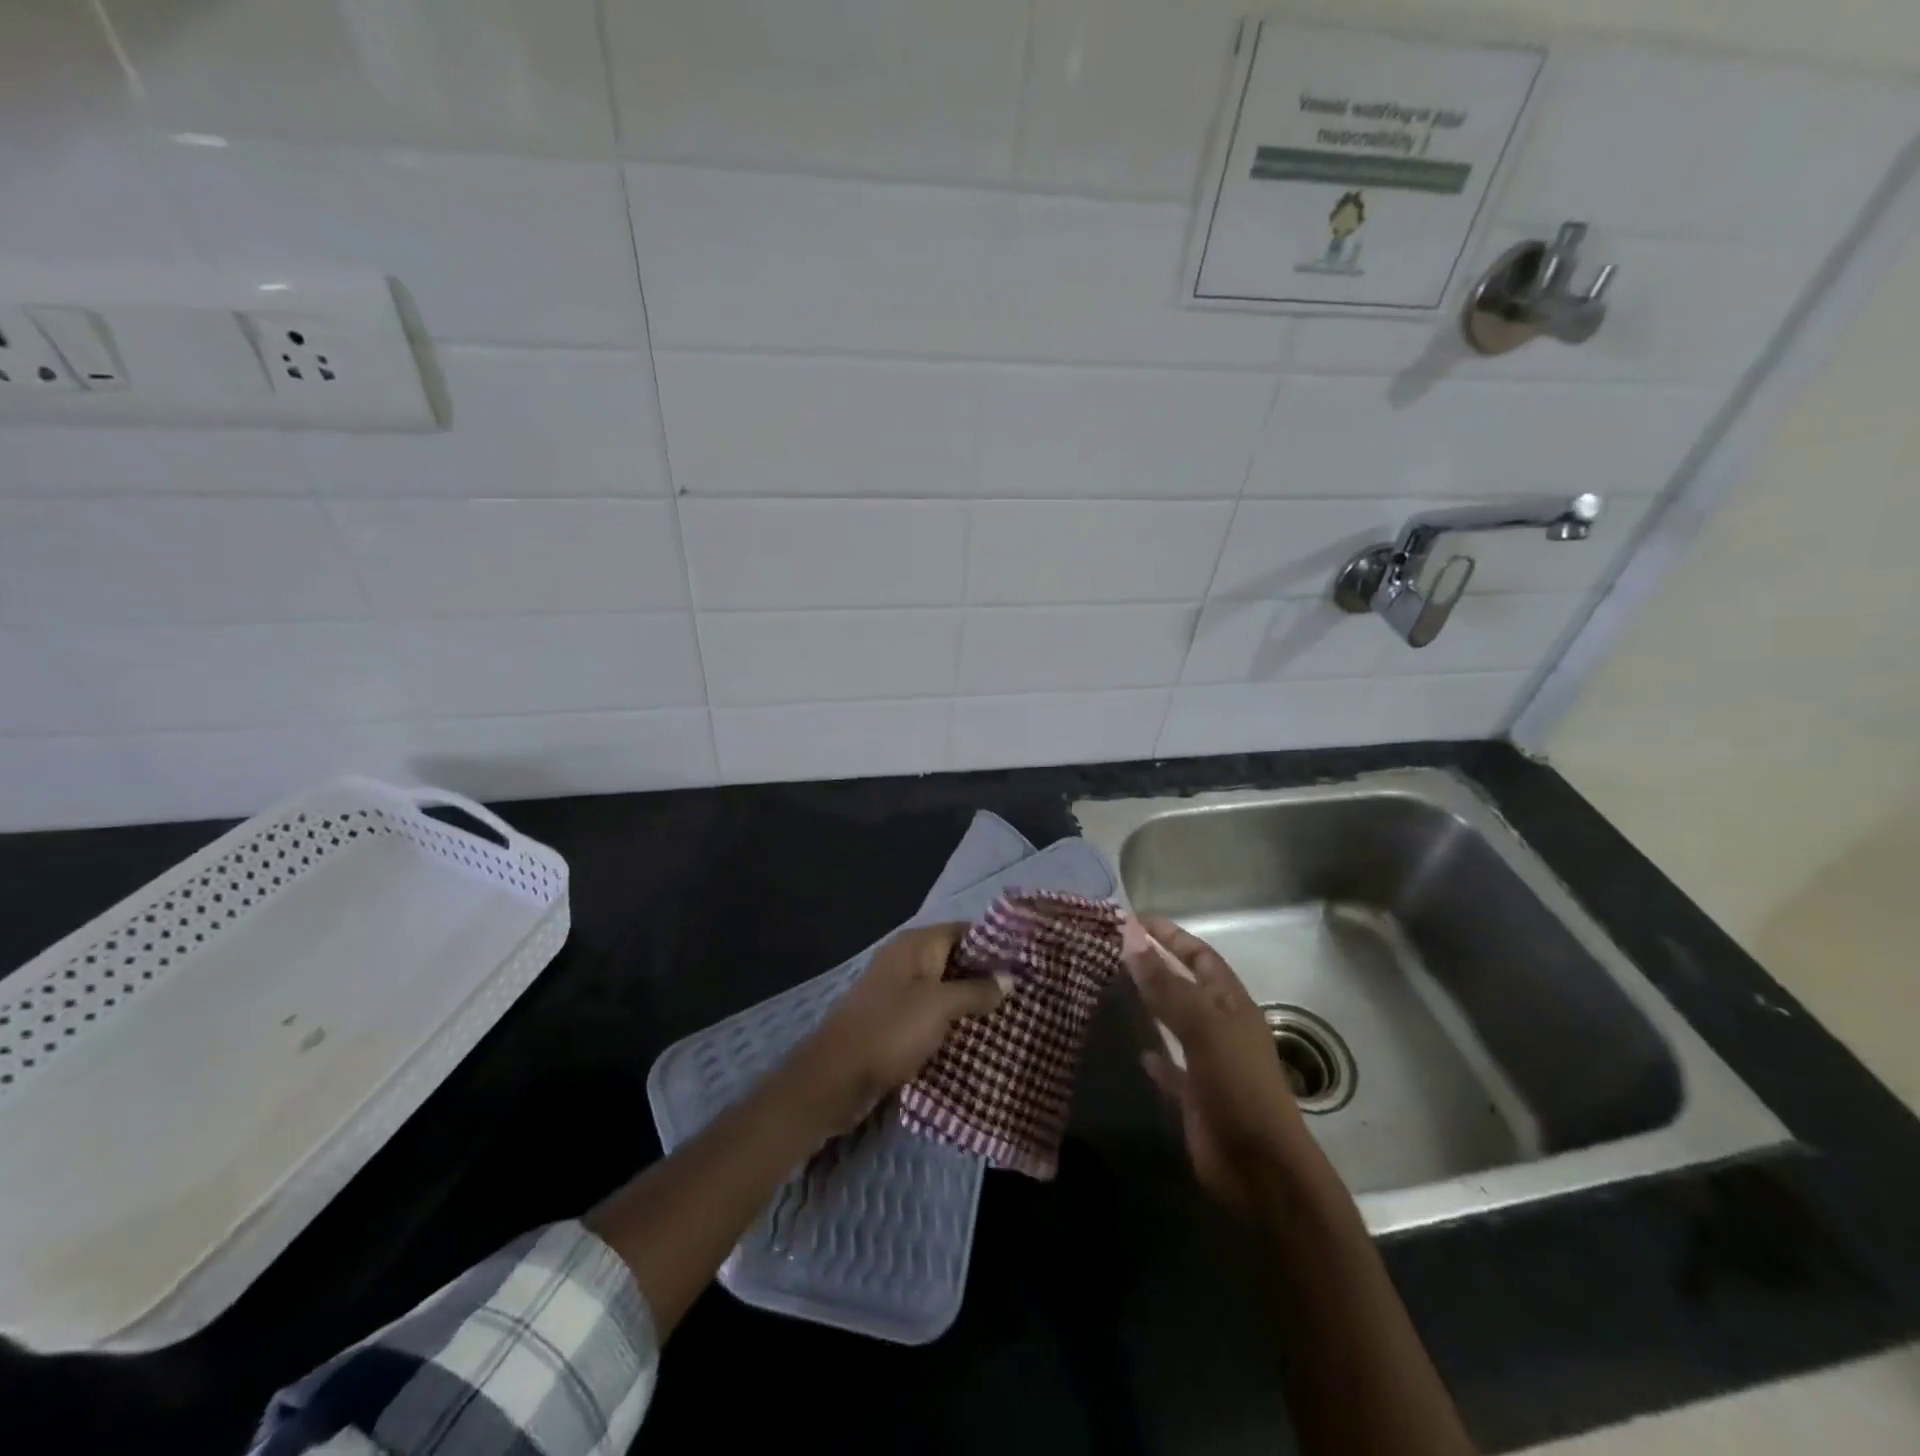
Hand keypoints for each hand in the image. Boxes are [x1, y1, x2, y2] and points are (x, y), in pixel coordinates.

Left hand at [784, 923, 1006, 1134]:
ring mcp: (898, 990)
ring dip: (971, 1002)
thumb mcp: (940, 1007)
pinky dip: (952, 1021)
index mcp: (916, 945)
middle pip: (956, 960)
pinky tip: (977, 1038)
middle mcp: (907, 960)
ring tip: (1009, 1018)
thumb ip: (976, 990)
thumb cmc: (890, 1031)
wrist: (835, 1077)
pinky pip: (931, 1012)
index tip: (1027, 963)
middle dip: (987, 976)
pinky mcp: (894, 1020)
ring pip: (944, 988)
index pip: (964, 931)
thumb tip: (1009, 978)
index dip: (994, 945)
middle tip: (1024, 995)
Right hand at [1126, 917, 1308, 1218]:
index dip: (1171, 935)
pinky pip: (1171, 1066)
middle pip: (1186, 985)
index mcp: (1231, 1004)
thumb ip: (1165, 984)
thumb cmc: (1238, 1086)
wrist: (1260, 1168)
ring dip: (1152, 1004)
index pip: (1200, 956)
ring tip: (1114, 988)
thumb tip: (1130, 937)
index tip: (1135, 920)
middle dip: (1157, 965)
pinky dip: (1155, 1056)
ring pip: (1176, 1022)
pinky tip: (1137, 1050)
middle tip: (1114, 949)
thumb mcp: (1202, 1027)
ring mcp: (1209, 1061)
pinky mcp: (1196, 1095)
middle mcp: (1221, 1026)